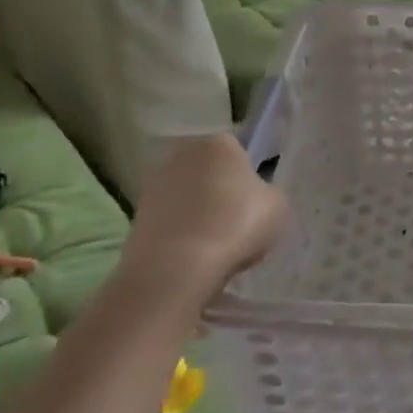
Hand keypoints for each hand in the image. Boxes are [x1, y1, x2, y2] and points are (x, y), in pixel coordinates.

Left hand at [122, 135, 285, 311]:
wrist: (176, 268)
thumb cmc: (236, 225)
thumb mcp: (277, 206)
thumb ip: (266, 193)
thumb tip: (254, 197)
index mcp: (219, 144)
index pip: (238, 152)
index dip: (247, 177)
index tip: (254, 202)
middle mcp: (183, 154)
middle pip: (208, 171)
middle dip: (219, 190)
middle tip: (235, 221)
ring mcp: (154, 184)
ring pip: (187, 195)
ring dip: (197, 212)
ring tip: (214, 243)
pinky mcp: (135, 216)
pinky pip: (170, 219)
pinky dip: (180, 232)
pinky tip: (193, 254)